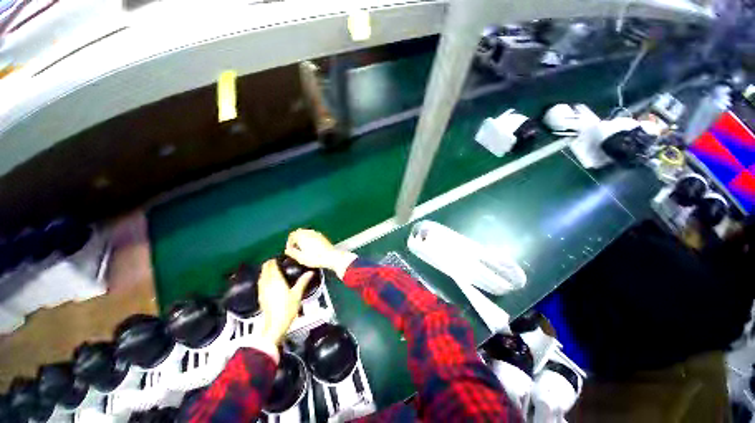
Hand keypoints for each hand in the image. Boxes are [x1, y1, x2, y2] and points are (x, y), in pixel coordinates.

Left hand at [257, 260, 311, 344]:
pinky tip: (269, 281)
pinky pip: (260, 283)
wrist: (275, 325)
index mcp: (276, 280)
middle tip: (277, 262)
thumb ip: (303, 281)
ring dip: (265, 271)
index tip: (279, 257)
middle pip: (265, 269)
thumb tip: (311, 272)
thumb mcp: (297, 294)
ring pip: (261, 276)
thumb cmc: (287, 308)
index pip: (271, 266)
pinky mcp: (261, 296)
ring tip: (273, 269)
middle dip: (269, 264)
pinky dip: (264, 278)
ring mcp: (262, 290)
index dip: (274, 260)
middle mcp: (267, 283)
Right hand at [285, 229, 356, 277]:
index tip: (290, 250)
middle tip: (295, 249)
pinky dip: (309, 239)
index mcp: (302, 236)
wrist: (331, 257)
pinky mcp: (322, 236)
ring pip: (306, 233)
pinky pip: (313, 235)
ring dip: (302, 239)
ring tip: (302, 249)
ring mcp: (317, 233)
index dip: (289, 242)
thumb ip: (292, 253)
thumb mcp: (300, 258)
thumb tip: (287, 250)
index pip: (292, 235)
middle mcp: (309, 232)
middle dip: (295, 240)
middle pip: (299, 232)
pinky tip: (311, 248)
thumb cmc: (315, 258)